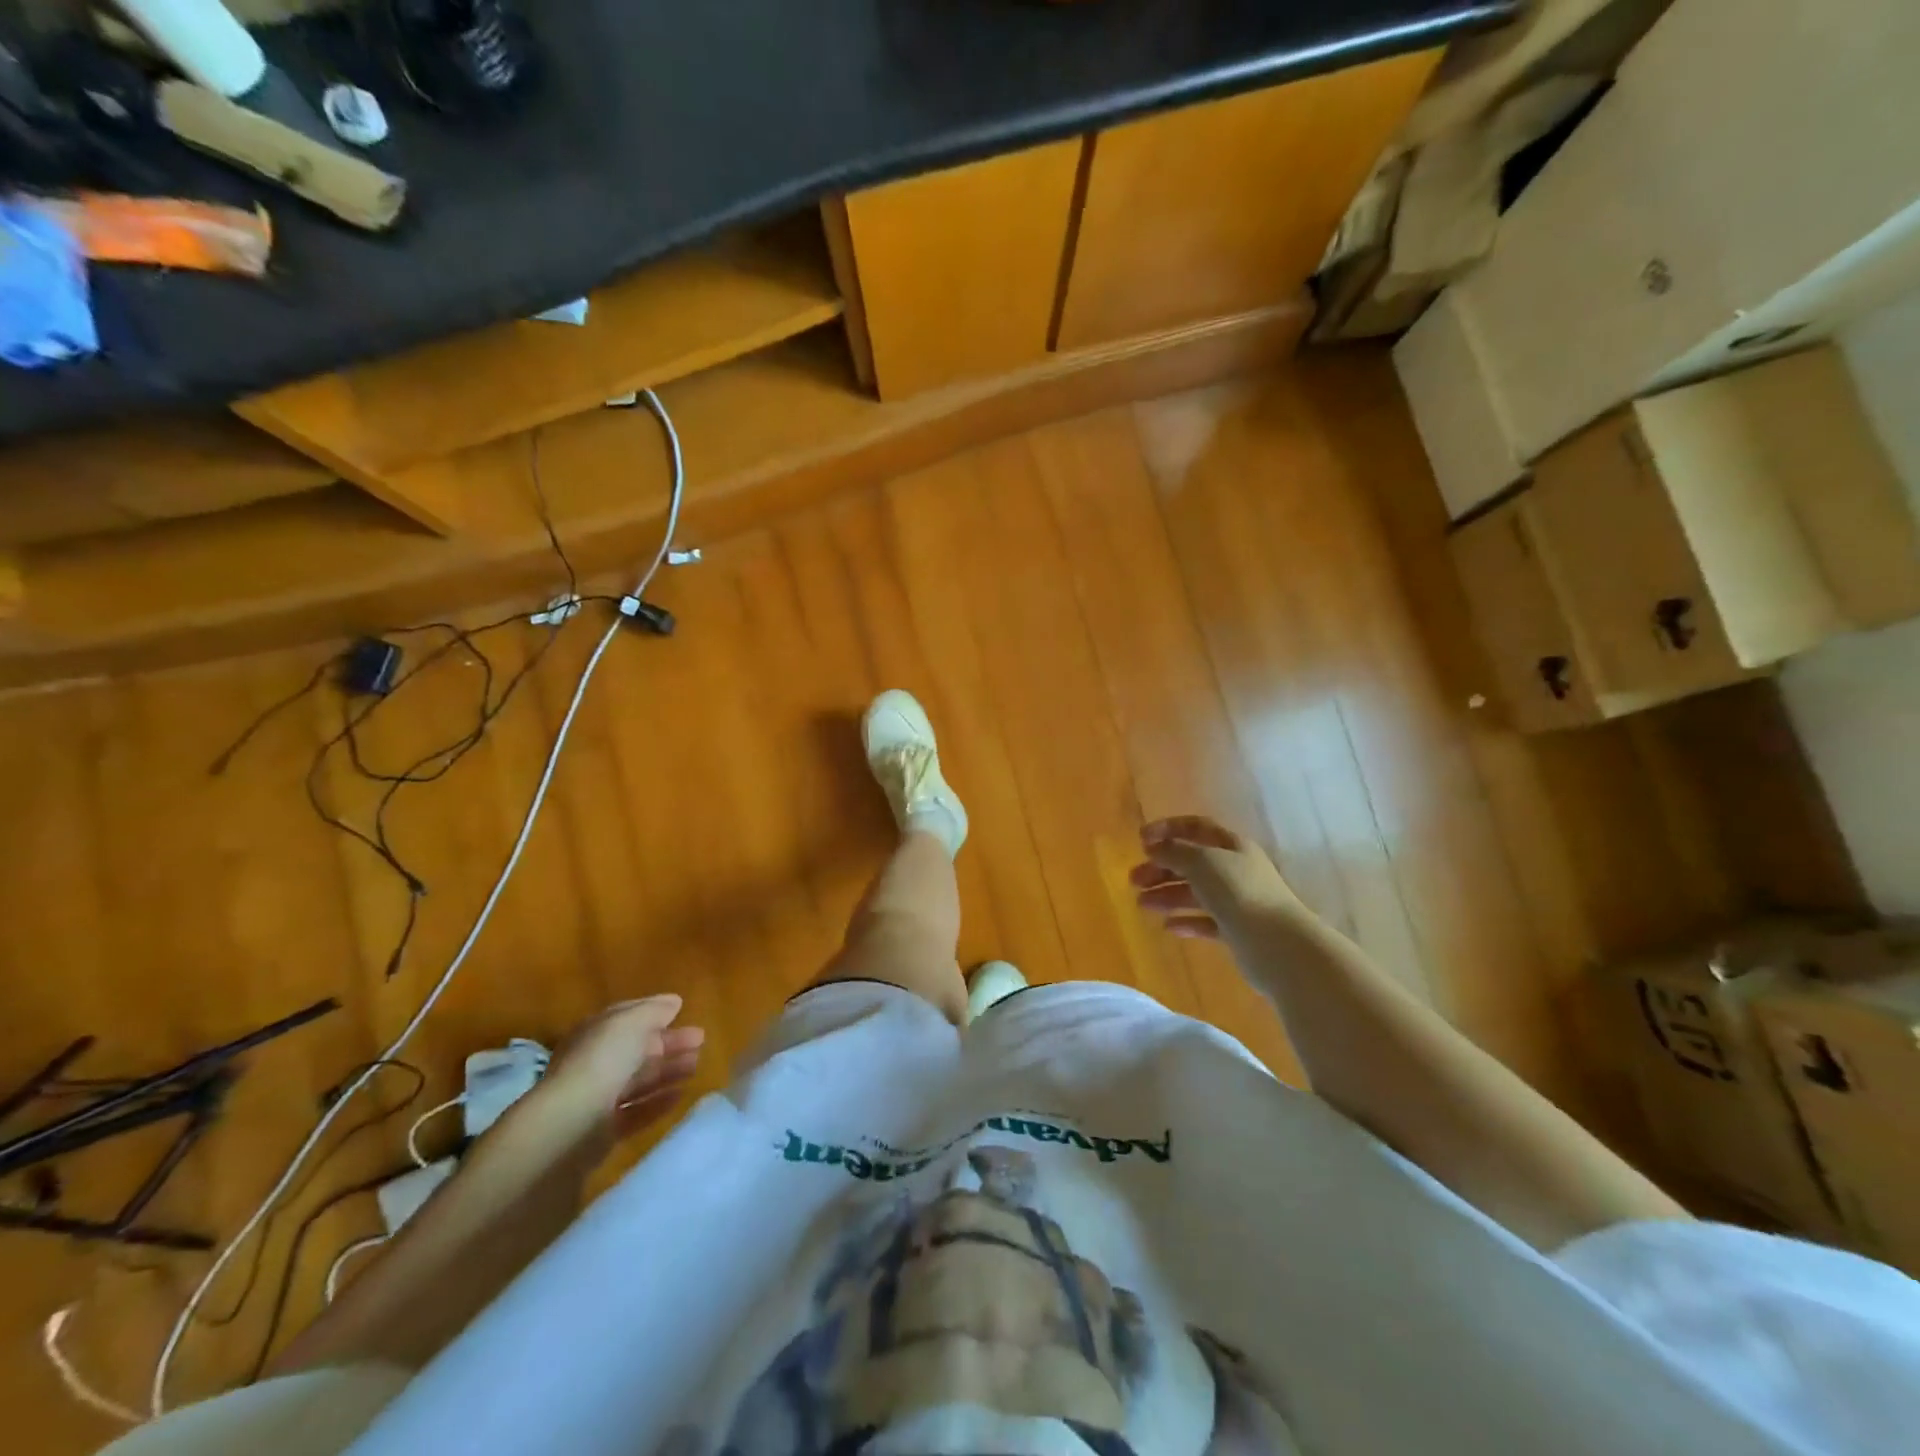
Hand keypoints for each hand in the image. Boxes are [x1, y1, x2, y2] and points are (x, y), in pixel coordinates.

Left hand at [514, 996, 705, 1160]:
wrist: (570, 1125)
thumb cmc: (601, 1061)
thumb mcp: (630, 1023)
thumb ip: (653, 1011)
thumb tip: (673, 1002)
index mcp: (594, 1033)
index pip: (626, 1018)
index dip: (654, 1013)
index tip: (683, 1011)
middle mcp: (594, 1063)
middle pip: (636, 1050)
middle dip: (668, 1043)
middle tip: (701, 1040)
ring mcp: (598, 1099)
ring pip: (639, 1080)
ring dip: (668, 1071)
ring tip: (696, 1065)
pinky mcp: (605, 1131)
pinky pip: (638, 1111)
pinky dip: (659, 1102)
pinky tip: (681, 1094)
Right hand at [1130, 816, 1300, 939]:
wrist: (1278, 945)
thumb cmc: (1239, 893)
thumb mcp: (1202, 862)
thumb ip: (1174, 852)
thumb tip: (1154, 847)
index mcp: (1231, 846)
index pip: (1196, 828)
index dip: (1168, 829)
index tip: (1140, 840)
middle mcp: (1235, 870)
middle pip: (1192, 862)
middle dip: (1161, 868)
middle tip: (1134, 880)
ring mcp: (1237, 901)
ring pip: (1195, 892)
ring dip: (1167, 895)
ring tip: (1141, 904)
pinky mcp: (1236, 931)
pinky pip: (1205, 921)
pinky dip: (1185, 921)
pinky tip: (1167, 926)